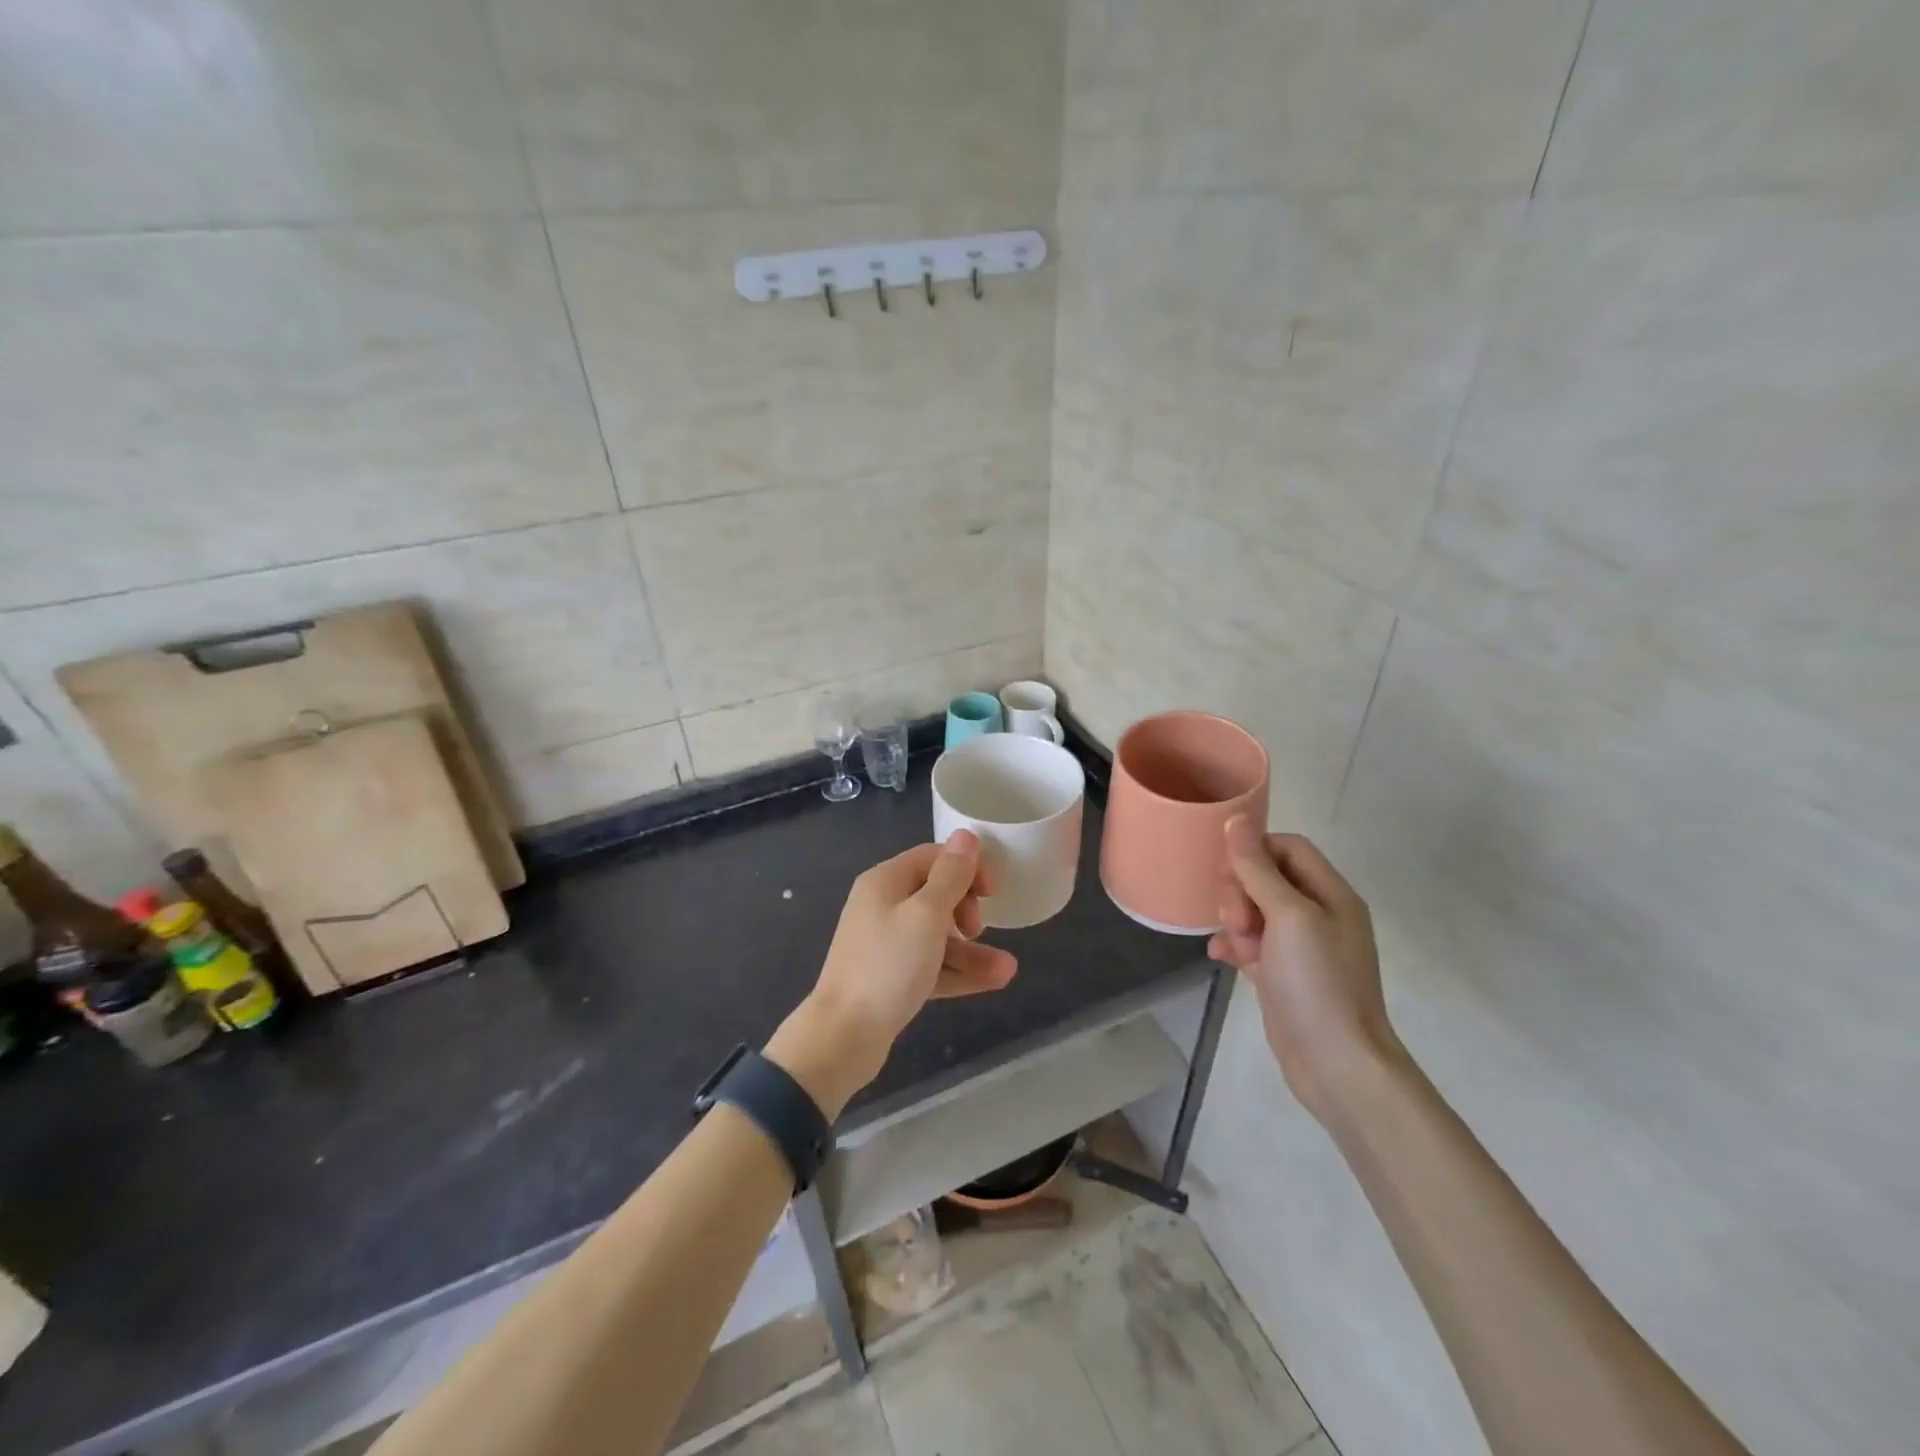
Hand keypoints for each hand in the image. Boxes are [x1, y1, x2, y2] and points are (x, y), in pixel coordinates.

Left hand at [766, 830, 1017, 1117]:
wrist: (843, 1037)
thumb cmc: (888, 966)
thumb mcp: (927, 915)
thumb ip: (951, 875)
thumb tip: (966, 835)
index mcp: (885, 882)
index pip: (932, 857)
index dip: (966, 868)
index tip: (992, 891)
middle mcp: (882, 906)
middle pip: (935, 894)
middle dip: (966, 908)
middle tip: (978, 929)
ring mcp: (886, 944)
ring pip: (938, 935)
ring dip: (972, 949)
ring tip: (1006, 969)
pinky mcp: (891, 978)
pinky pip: (932, 964)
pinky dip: (958, 971)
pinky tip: (994, 981)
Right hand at [1208, 818, 1399, 1121]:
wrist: (1337, 1065)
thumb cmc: (1317, 982)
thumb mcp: (1288, 917)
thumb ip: (1258, 869)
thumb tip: (1236, 820)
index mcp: (1331, 894)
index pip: (1288, 847)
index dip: (1255, 851)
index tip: (1229, 872)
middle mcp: (1319, 915)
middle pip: (1267, 877)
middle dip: (1241, 891)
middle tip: (1234, 919)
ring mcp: (1301, 947)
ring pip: (1255, 910)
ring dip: (1235, 919)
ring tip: (1234, 944)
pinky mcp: (1283, 974)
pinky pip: (1251, 944)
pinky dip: (1234, 945)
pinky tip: (1220, 957)